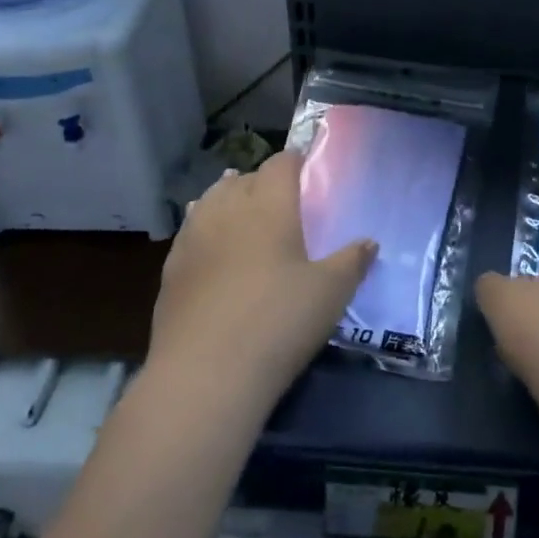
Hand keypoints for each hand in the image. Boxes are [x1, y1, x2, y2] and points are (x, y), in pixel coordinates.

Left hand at [149, 149, 376, 417]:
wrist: (205, 374)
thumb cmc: (278, 322)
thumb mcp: (330, 293)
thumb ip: (352, 262)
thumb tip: (368, 242)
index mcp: (268, 205)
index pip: (280, 164)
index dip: (295, 162)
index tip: (307, 173)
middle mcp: (227, 209)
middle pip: (243, 178)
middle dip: (262, 182)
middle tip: (281, 203)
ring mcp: (193, 237)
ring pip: (211, 200)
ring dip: (229, 200)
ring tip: (242, 214)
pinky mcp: (170, 268)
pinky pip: (191, 231)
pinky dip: (206, 230)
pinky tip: (213, 250)